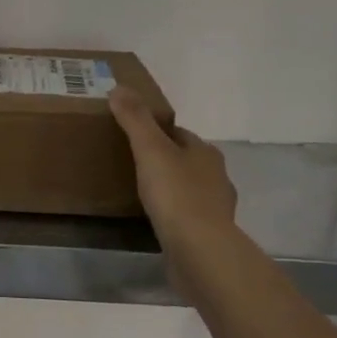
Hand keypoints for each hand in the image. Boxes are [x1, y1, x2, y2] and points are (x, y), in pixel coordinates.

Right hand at [109, 87, 236, 237]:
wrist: (199, 250)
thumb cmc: (176, 194)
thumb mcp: (150, 149)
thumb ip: (135, 119)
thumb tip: (119, 87)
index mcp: (205, 152)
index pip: (180, 134)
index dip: (157, 133)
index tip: (133, 136)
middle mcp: (217, 176)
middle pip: (186, 160)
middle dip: (165, 160)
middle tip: (132, 163)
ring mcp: (216, 207)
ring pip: (189, 188)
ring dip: (171, 188)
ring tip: (141, 192)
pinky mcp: (209, 234)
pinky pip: (188, 216)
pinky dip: (174, 214)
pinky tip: (156, 219)